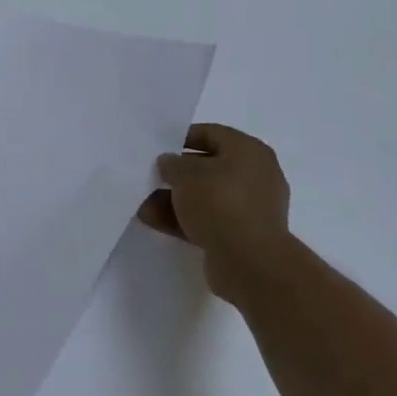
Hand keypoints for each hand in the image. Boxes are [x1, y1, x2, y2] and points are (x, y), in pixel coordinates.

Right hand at [138, 124, 294, 306]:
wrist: (250, 262)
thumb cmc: (220, 203)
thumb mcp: (186, 174)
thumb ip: (172, 164)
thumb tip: (169, 163)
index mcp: (248, 151)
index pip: (211, 134)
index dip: (182, 137)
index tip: (157, 147)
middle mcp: (254, 175)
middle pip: (208, 167)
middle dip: (175, 174)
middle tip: (149, 176)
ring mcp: (249, 208)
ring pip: (205, 197)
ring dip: (174, 199)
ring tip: (142, 202)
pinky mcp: (241, 235)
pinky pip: (207, 220)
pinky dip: (182, 219)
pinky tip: (152, 220)